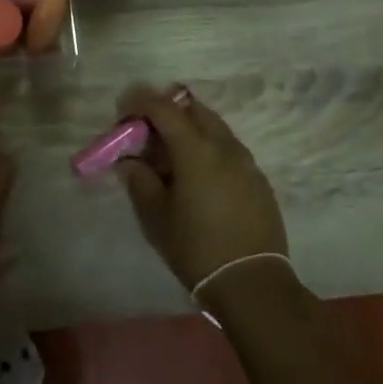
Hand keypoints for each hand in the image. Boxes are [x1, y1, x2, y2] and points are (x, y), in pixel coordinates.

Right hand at [115, 85, 288, 292]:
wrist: (251, 282)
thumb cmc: (195, 247)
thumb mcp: (156, 216)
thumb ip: (139, 180)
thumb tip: (129, 161)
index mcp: (197, 150)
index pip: (165, 109)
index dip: (141, 101)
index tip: (124, 106)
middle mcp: (225, 146)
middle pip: (195, 110)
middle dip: (168, 111)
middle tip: (146, 129)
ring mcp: (247, 162)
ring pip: (215, 128)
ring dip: (190, 129)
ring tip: (170, 153)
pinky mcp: (258, 180)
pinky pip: (229, 149)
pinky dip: (208, 148)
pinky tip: (197, 175)